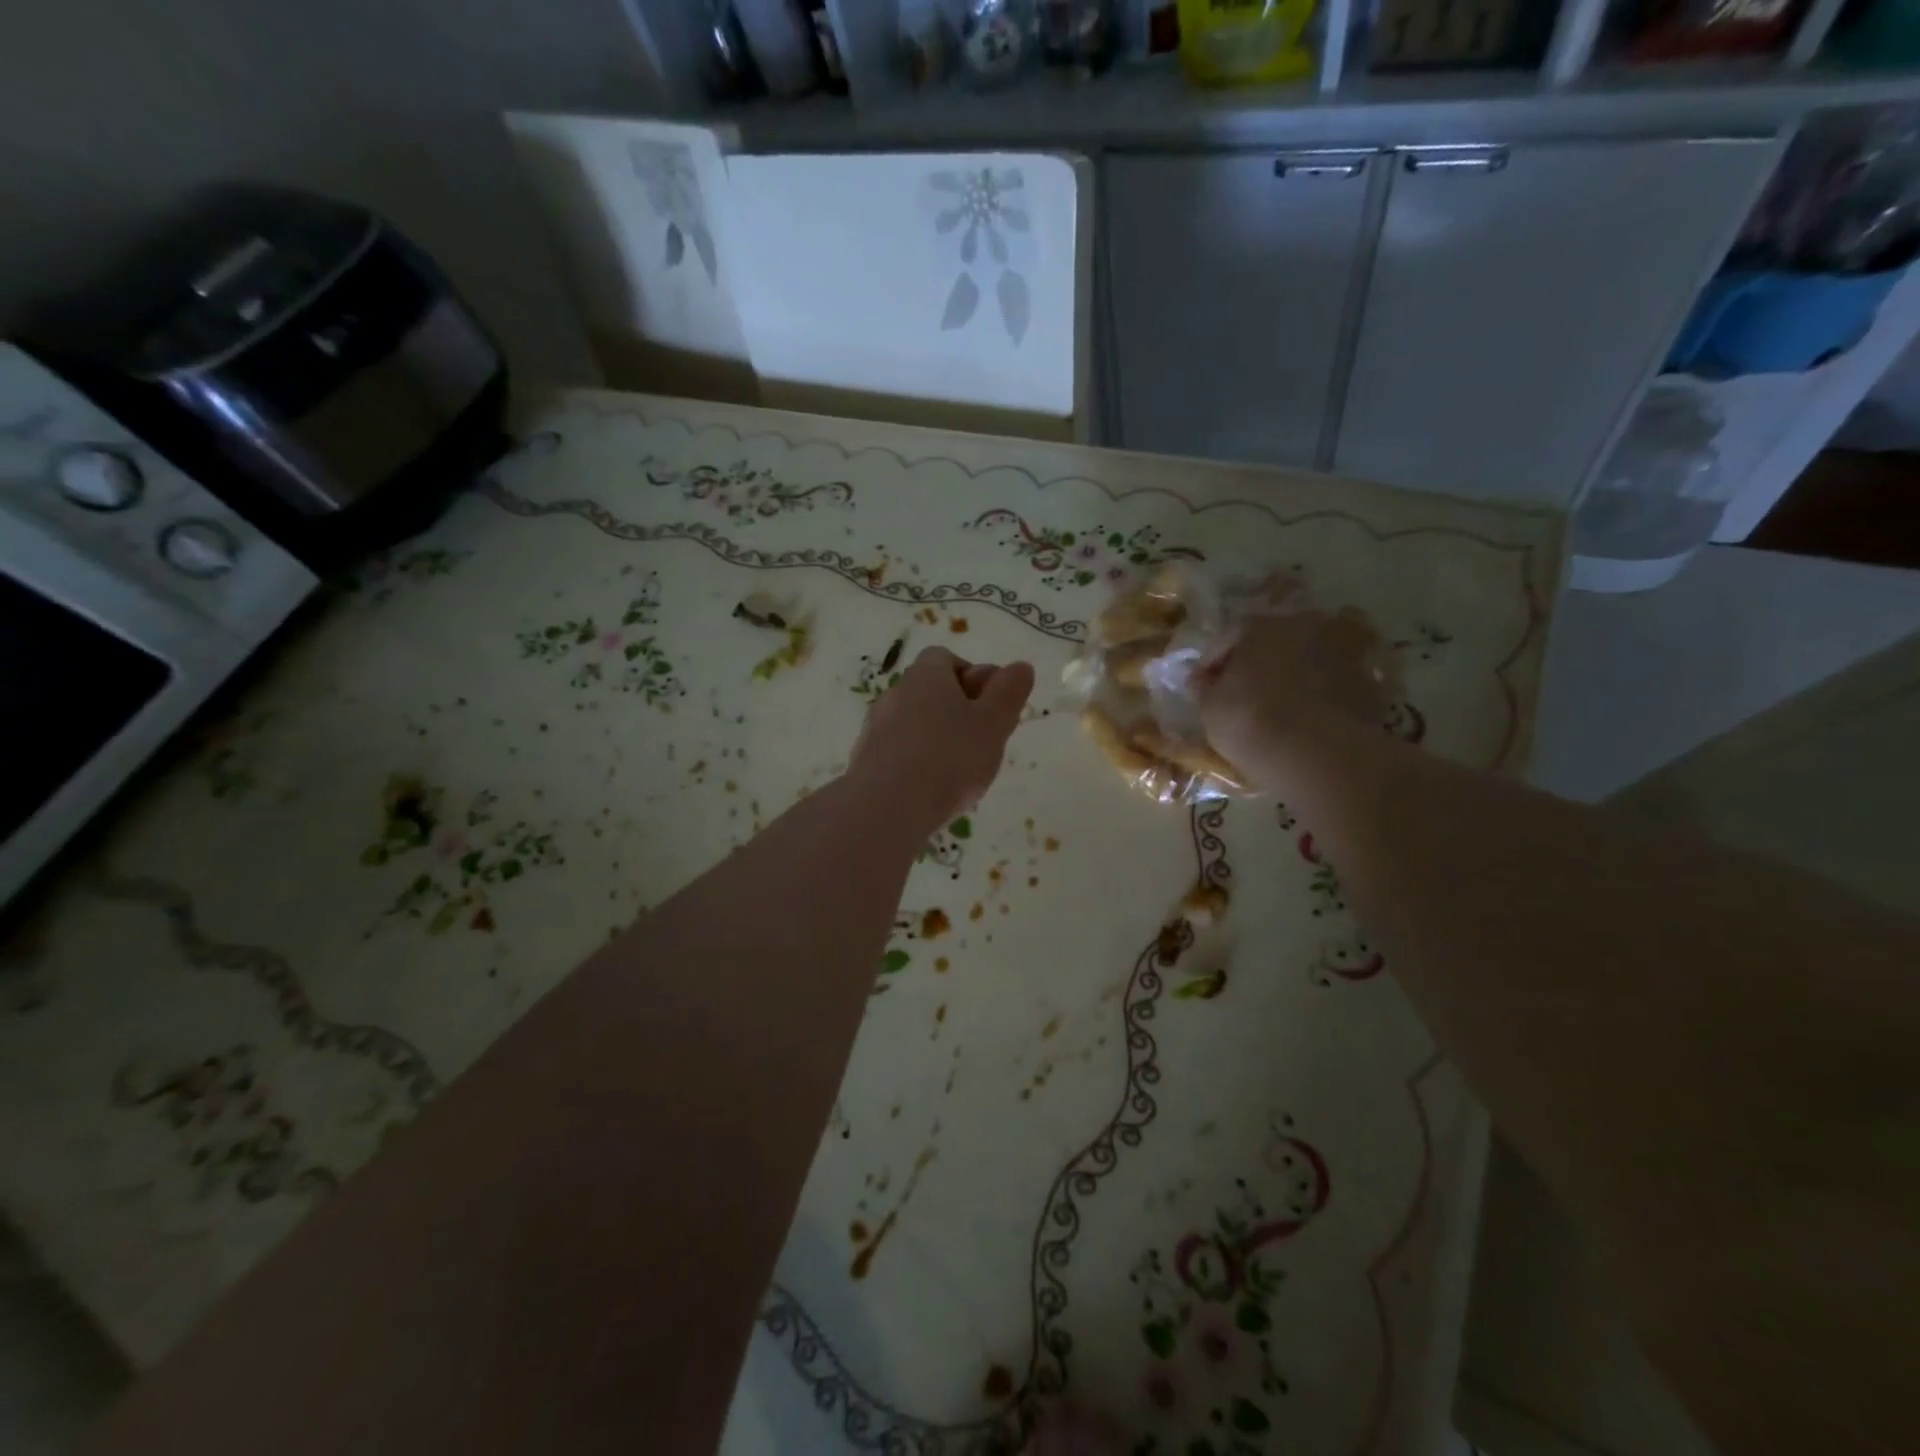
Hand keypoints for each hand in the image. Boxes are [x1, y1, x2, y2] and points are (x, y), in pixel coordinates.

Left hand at [850, 647, 1034, 835]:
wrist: (887, 808)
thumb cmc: (949, 759)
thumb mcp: (994, 723)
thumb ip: (1009, 693)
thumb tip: (1020, 666)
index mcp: (926, 676)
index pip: (945, 658)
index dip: (971, 678)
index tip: (989, 708)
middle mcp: (895, 693)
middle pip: (930, 692)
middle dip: (957, 712)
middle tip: (981, 743)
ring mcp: (875, 728)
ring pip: (914, 724)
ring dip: (937, 740)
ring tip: (959, 773)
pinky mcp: (865, 760)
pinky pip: (898, 752)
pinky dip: (917, 763)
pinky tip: (931, 790)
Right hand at [1197, 607, 1395, 786]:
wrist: (1317, 753)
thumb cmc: (1250, 721)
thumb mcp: (1210, 708)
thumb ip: (1207, 688)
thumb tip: (1204, 680)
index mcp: (1261, 624)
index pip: (1230, 637)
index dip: (1215, 663)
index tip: (1204, 688)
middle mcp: (1306, 624)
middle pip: (1280, 635)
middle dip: (1266, 656)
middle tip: (1253, 686)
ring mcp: (1345, 648)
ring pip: (1319, 649)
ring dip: (1306, 665)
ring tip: (1294, 694)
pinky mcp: (1373, 678)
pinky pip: (1346, 676)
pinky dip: (1335, 686)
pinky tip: (1323, 708)